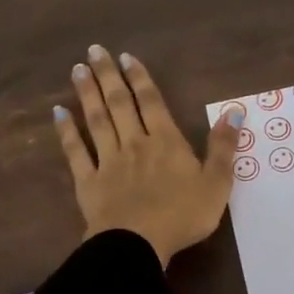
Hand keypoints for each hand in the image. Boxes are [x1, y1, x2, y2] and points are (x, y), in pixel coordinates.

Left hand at [53, 46, 241, 265]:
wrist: (138, 243)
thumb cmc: (183, 215)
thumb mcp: (216, 183)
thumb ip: (223, 147)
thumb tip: (235, 112)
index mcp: (166, 142)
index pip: (152, 102)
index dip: (139, 78)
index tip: (125, 56)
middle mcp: (135, 143)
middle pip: (120, 104)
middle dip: (108, 76)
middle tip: (94, 50)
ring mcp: (109, 162)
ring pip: (97, 120)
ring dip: (87, 94)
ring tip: (77, 70)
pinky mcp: (88, 182)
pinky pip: (75, 152)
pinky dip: (66, 131)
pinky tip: (58, 113)